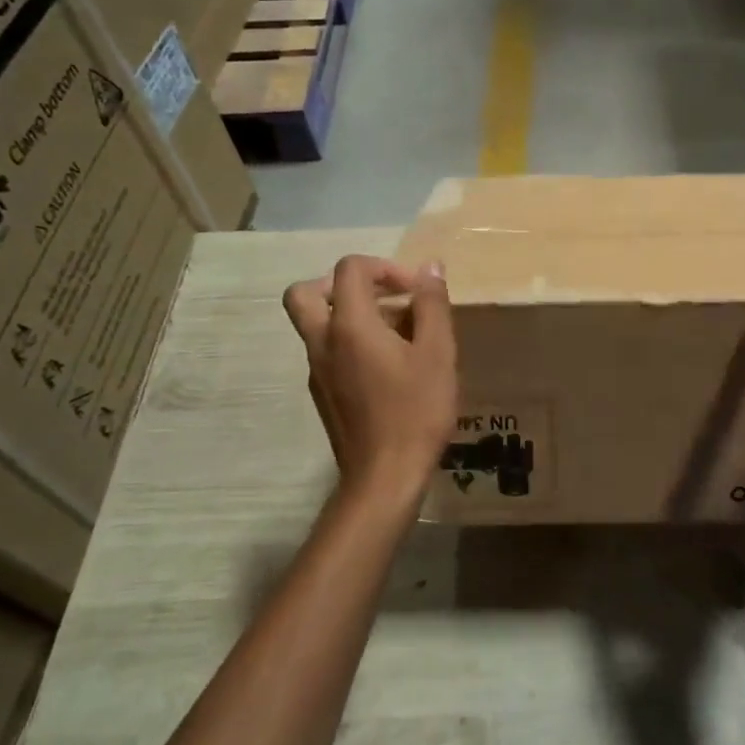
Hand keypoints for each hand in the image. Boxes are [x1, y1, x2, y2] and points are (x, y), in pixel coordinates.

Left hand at [283, 256, 455, 499]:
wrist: (384, 477)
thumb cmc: (415, 411)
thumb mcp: (438, 353)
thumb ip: (433, 305)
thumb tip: (430, 268)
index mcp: (349, 325)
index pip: (349, 269)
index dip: (384, 268)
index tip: (415, 291)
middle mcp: (322, 342)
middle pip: (306, 292)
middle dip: (343, 284)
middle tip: (380, 298)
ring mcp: (317, 370)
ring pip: (316, 323)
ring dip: (351, 314)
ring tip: (400, 335)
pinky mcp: (322, 394)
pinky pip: (328, 350)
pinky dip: (351, 342)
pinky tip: (390, 367)